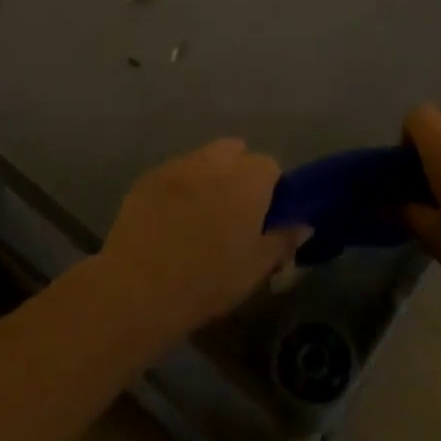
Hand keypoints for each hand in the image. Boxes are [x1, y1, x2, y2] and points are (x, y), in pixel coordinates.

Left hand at [98, 139, 308, 339]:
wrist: (138, 288)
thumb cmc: (207, 280)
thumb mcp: (255, 269)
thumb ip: (282, 240)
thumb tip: (303, 224)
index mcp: (247, 179)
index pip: (270, 166)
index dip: (270, 189)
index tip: (263, 217)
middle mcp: (214, 162)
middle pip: (234, 152)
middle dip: (238, 172)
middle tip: (233, 212)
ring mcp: (176, 166)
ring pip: (202, 159)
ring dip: (208, 176)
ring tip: (200, 214)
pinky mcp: (147, 178)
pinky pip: (173, 173)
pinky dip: (178, 187)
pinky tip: (170, 219)